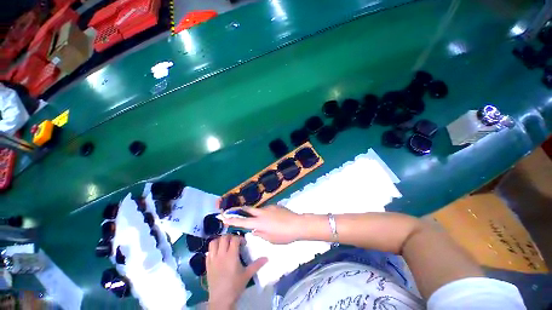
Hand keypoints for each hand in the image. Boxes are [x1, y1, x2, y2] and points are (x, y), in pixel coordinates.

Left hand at [206, 235, 266, 309]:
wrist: (221, 300)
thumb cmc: (235, 286)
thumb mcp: (247, 275)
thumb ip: (257, 265)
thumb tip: (267, 258)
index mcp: (231, 255)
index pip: (234, 239)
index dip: (240, 238)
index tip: (243, 243)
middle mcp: (221, 254)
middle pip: (224, 238)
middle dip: (230, 237)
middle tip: (234, 242)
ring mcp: (213, 259)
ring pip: (213, 243)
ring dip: (219, 241)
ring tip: (225, 245)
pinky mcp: (207, 265)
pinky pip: (208, 252)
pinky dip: (213, 249)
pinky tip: (218, 253)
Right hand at [221, 205, 303, 243]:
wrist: (297, 224)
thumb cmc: (284, 235)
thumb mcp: (271, 239)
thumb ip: (260, 233)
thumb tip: (254, 230)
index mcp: (259, 223)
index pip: (242, 221)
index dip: (232, 220)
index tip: (223, 217)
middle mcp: (262, 213)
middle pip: (247, 209)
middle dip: (238, 209)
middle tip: (232, 210)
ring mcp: (268, 208)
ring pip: (258, 210)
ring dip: (255, 214)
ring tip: (262, 222)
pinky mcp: (274, 206)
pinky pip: (266, 210)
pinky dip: (265, 214)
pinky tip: (272, 220)